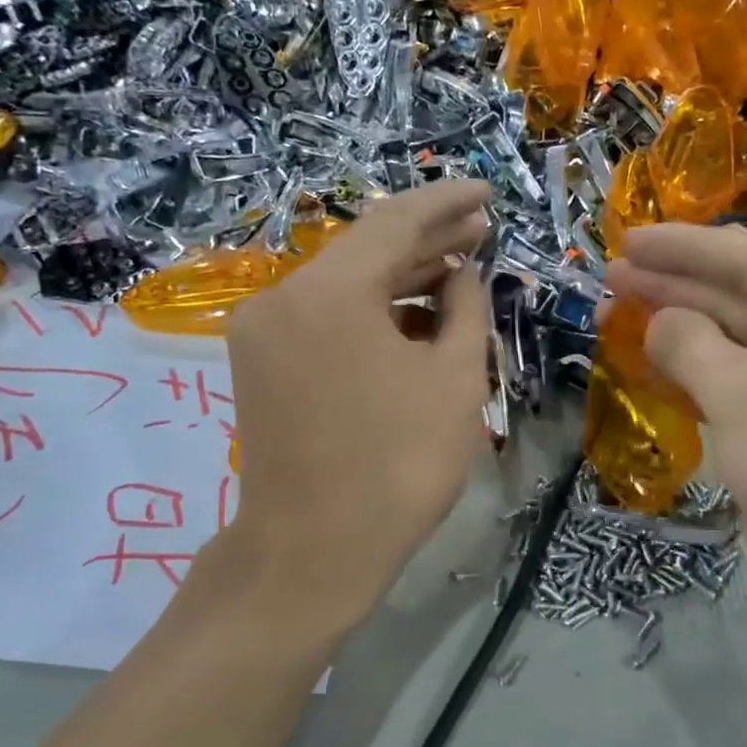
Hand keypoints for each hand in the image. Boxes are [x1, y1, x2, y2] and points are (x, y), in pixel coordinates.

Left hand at [214, 181, 490, 636]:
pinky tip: (414, 316)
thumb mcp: (455, 380)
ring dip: (399, 279)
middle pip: (364, 251)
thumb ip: (465, 310)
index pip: (394, 222)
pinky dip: (370, 312)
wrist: (312, 553)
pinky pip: (325, 317)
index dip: (446, 203)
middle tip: (480, 230)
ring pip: (344, 286)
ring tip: (457, 272)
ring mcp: (263, 331)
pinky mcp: (261, 363)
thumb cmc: (397, 467)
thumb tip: (461, 274)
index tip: (485, 193)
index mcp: (327, 292)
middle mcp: (282, 297)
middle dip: (427, 241)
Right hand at [605, 224, 746, 632]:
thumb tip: (656, 322)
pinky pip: (727, 381)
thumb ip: (689, 343)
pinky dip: (688, 370)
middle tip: (611, 275)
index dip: (682, 248)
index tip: (627, 239)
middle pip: (735, 296)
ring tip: (614, 313)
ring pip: (727, 340)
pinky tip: (647, 359)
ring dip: (674, 329)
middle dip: (673, 286)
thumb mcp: (741, 392)